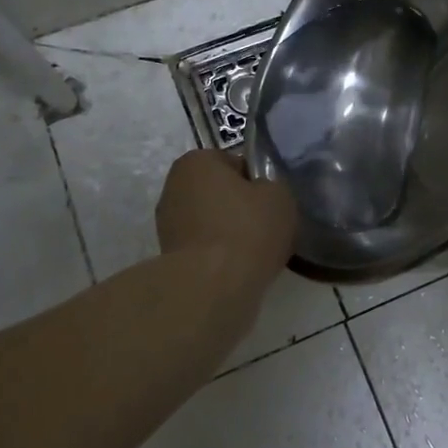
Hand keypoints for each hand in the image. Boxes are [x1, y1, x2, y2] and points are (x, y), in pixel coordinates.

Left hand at [155, 149, 295, 283]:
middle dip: (240, 208)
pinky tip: (240, 269)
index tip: (271, 202)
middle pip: (220, 193)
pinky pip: (205, 248)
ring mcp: (167, 224)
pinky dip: (220, 255)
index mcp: (196, 161)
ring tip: (256, 252)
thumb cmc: (247, 229)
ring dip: (230, 233)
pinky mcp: (169, 257)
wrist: (213, 286)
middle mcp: (174, 186)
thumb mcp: (279, 195)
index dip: (257, 182)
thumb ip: (271, 186)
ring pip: (212, 222)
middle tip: (267, 227)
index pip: (235, 164)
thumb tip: (262, 194)